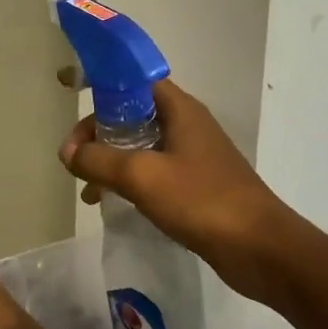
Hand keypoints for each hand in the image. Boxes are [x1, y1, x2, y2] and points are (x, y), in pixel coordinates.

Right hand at [59, 79, 294, 303]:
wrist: (259, 248)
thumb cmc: (201, 200)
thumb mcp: (141, 176)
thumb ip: (98, 159)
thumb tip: (68, 152)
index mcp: (179, 109)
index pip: (134, 80)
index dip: (101, 82)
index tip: (71, 94)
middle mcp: (186, 125)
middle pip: (132, 113)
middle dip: (98, 131)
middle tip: (74, 158)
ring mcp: (192, 156)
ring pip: (139, 145)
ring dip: (109, 160)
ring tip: (87, 190)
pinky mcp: (195, 185)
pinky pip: (151, 171)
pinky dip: (128, 181)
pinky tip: (111, 203)